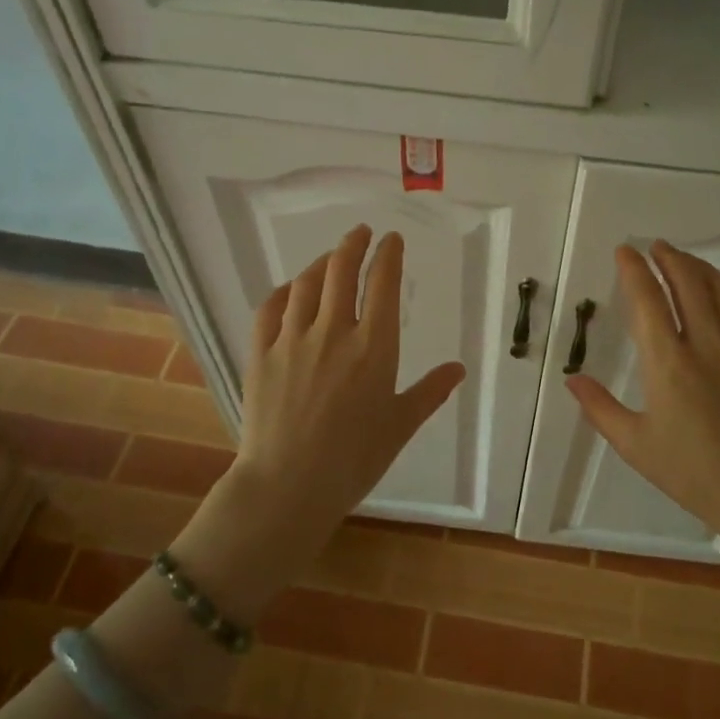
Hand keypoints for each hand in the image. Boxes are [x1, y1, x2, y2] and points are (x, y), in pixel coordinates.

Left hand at [179, 226, 465, 613]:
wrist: (288, 486)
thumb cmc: (354, 460)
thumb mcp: (400, 426)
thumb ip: (429, 392)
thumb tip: (458, 368)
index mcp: (374, 348)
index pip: (382, 284)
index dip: (388, 255)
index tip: (392, 240)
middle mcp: (333, 332)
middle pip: (341, 271)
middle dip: (353, 244)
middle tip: (361, 233)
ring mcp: (292, 340)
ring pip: (306, 285)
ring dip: (321, 263)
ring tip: (330, 257)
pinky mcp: (261, 354)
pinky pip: (270, 309)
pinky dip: (283, 291)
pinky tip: (290, 290)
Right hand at [564, 241, 719, 556]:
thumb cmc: (694, 472)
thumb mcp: (636, 445)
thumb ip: (601, 409)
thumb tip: (572, 380)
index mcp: (668, 363)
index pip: (647, 300)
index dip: (634, 270)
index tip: (625, 251)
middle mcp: (706, 343)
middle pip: (687, 282)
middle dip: (668, 258)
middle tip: (655, 246)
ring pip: (719, 289)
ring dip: (697, 267)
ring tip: (682, 259)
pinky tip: (719, 295)